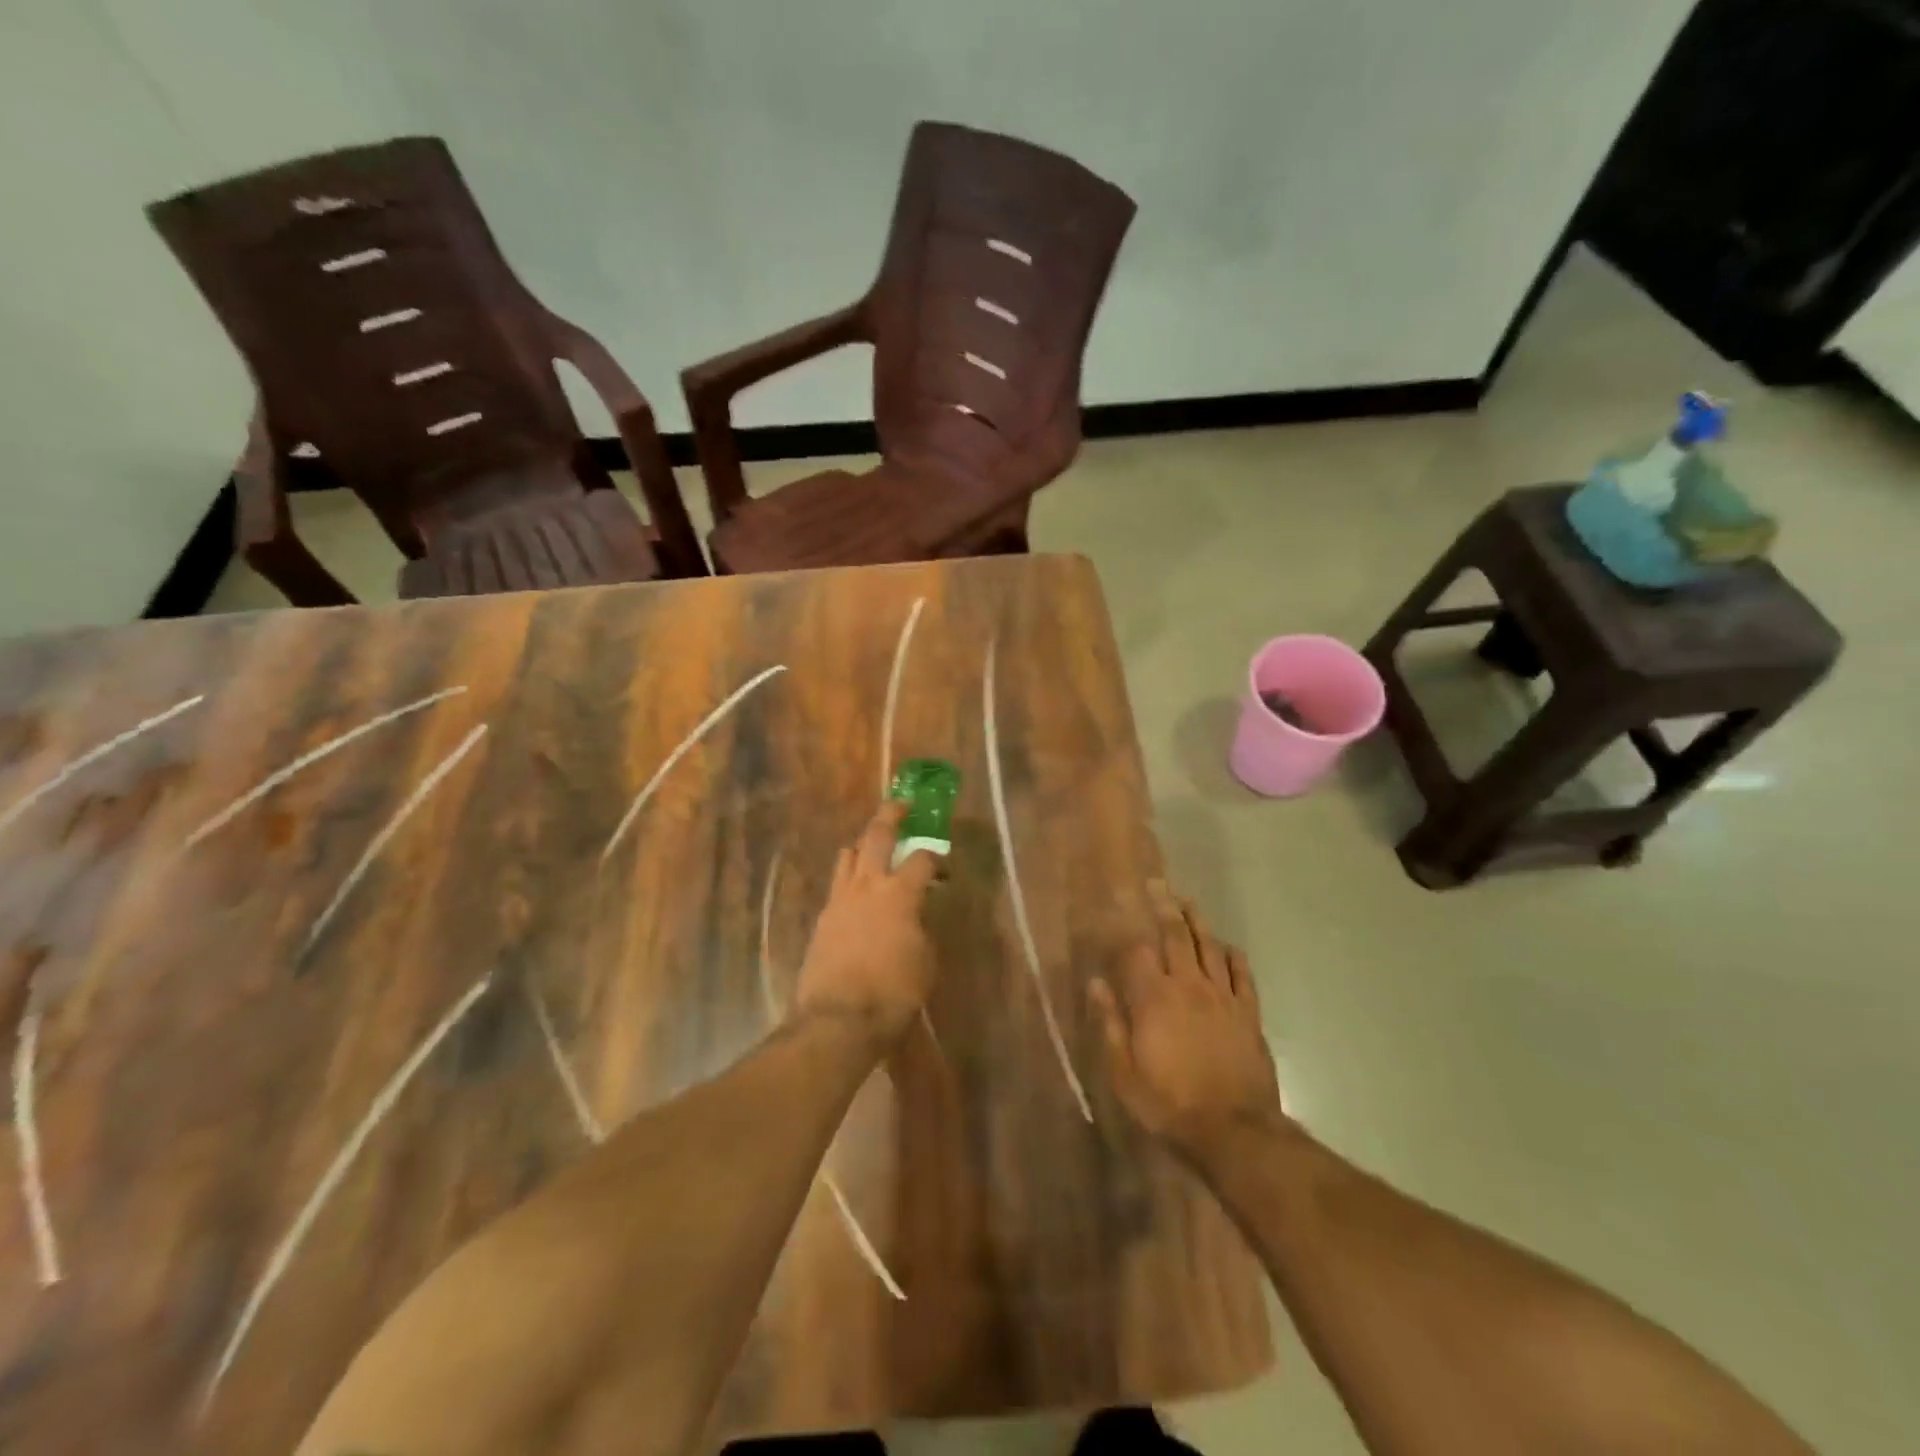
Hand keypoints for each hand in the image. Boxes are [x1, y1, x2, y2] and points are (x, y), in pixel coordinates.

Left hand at [794, 801, 937, 1040]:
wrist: (838, 1020)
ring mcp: (839, 899)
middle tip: (902, 804)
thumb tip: (917, 916)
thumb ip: (922, 928)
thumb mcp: (925, 961)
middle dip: (891, 815)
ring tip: (873, 846)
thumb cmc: (893, 993)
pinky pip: (837, 884)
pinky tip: (857, 892)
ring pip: (848, 854)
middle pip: (876, 835)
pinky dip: (850, 878)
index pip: (922, 858)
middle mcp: (867, 885)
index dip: (937, 858)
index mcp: (899, 894)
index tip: (943, 867)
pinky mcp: (822, 917)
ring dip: (863, 845)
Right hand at [1089, 882, 1283, 1161]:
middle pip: (1175, 936)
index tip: (1119, 910)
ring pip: (1209, 946)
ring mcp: (1222, 997)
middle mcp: (1188, 986)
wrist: (1234, 1132)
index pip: (1137, 951)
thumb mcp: (1124, 1073)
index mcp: (1153, 999)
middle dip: (1164, 907)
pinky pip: (1241, 974)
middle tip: (1157, 884)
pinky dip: (1232, 955)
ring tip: (1187, 901)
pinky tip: (1226, 946)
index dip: (1126, 930)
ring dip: (1197, 921)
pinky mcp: (1248, 1013)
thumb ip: (1111, 1024)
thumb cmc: (1169, 1104)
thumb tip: (1096, 983)